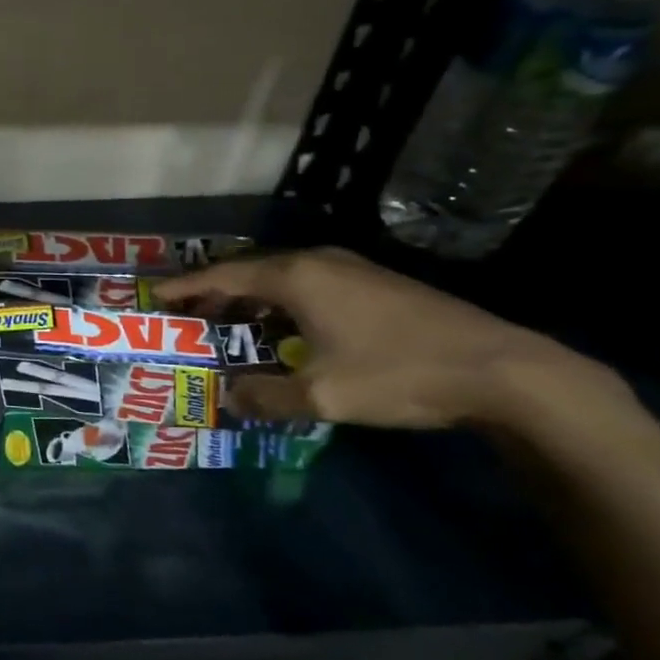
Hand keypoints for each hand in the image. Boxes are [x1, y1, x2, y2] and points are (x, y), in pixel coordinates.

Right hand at [154, 247, 599, 429]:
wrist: (505, 370)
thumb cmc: (399, 373)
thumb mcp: (323, 395)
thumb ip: (266, 396)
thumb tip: (228, 397)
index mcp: (296, 277)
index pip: (223, 276)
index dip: (186, 288)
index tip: (155, 295)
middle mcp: (319, 261)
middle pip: (250, 270)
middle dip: (215, 291)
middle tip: (187, 313)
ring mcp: (352, 268)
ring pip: (282, 276)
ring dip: (250, 296)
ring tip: (229, 320)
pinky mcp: (378, 283)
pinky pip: (310, 283)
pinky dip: (281, 299)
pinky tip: (285, 326)